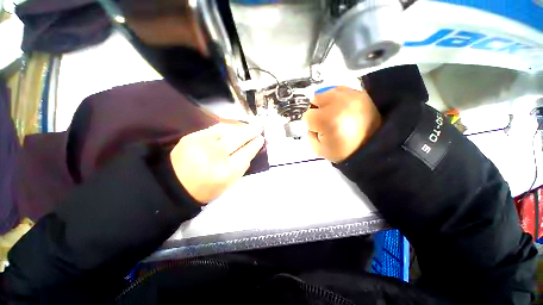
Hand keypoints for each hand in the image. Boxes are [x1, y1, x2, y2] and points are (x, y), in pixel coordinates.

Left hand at [170, 123, 263, 202]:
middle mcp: (216, 155)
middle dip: (250, 132)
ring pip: (227, 131)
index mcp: (227, 172)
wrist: (174, 185)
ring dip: (240, 128)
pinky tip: (233, 127)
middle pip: (238, 139)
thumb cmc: (206, 188)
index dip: (255, 145)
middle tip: (258, 128)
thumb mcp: (229, 184)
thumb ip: (241, 168)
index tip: (261, 138)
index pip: (246, 153)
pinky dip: (226, 128)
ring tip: (248, 127)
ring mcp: (203, 144)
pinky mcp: (193, 136)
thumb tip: (251, 152)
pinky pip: (215, 128)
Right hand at [304, 86, 380, 162]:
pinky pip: (340, 90)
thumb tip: (310, 124)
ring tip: (333, 113)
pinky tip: (340, 108)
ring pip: (327, 92)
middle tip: (324, 120)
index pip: (307, 115)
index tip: (317, 130)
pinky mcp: (360, 93)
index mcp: (326, 120)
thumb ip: (309, 135)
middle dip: (316, 110)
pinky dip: (336, 98)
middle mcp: (337, 103)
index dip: (310, 124)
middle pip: (315, 98)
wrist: (373, 147)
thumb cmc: (344, 152)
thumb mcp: (319, 149)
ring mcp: (350, 95)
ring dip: (325, 102)